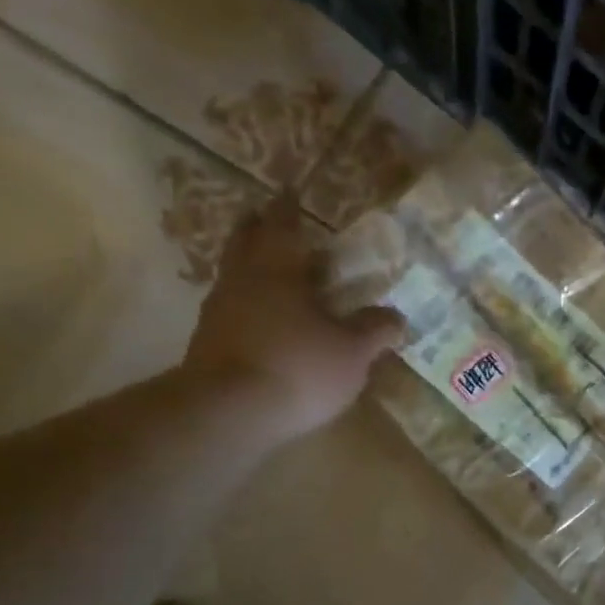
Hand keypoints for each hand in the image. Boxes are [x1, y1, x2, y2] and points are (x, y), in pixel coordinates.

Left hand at [182, 200, 404, 440]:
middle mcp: (242, 279)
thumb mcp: (352, 352)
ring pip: (235, 275)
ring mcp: (219, 311)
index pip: (282, 224)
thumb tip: (396, 316)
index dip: (289, 207)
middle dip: (258, 228)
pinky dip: (247, 306)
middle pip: (245, 241)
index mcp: (278, 268)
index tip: (291, 191)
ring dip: (252, 268)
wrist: (229, 413)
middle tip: (271, 222)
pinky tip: (264, 322)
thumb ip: (374, 330)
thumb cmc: (298, 367)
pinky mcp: (208, 343)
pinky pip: (231, 310)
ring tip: (276, 276)